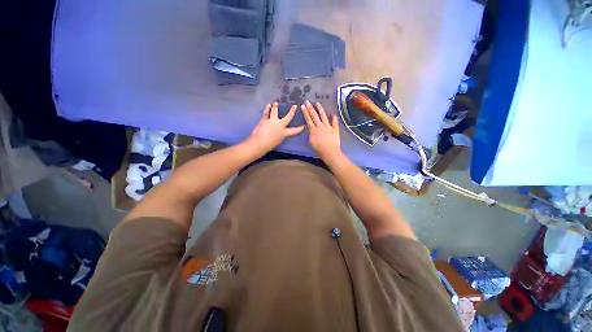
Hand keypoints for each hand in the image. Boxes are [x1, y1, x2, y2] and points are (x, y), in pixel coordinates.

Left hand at [246, 102, 304, 154]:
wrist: (260, 142)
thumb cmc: (269, 145)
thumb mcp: (278, 141)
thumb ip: (280, 136)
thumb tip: (279, 133)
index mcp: (284, 133)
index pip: (294, 131)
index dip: (300, 129)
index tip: (304, 126)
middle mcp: (280, 125)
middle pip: (288, 117)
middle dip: (292, 111)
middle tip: (295, 106)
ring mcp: (272, 121)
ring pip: (275, 112)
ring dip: (275, 107)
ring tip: (276, 103)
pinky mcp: (265, 119)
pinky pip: (266, 112)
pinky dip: (267, 108)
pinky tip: (268, 105)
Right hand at [301, 101, 341, 160]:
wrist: (329, 152)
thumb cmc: (319, 149)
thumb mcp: (311, 142)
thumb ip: (310, 134)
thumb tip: (310, 129)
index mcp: (313, 130)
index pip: (308, 119)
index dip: (305, 112)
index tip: (303, 106)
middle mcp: (320, 126)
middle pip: (315, 116)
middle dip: (310, 108)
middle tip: (307, 101)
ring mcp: (328, 127)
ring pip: (324, 116)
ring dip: (320, 109)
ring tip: (318, 103)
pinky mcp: (335, 129)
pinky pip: (335, 122)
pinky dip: (334, 117)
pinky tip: (332, 113)